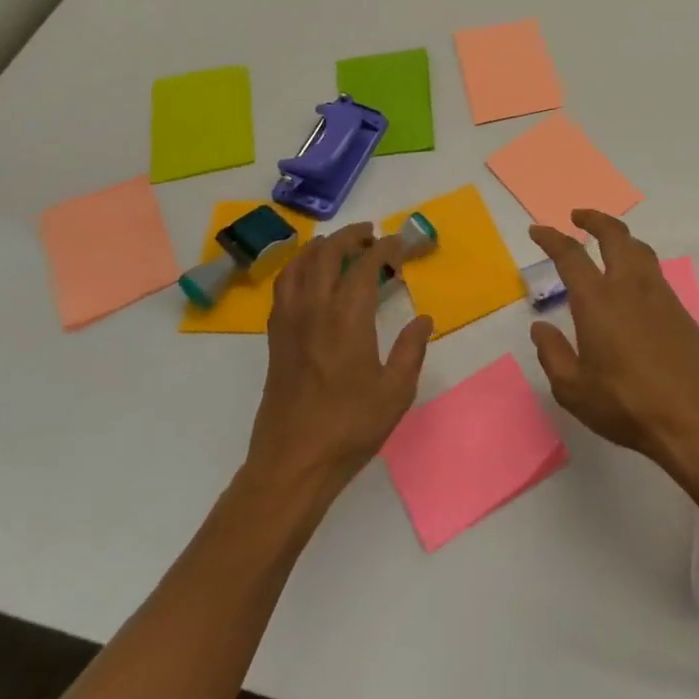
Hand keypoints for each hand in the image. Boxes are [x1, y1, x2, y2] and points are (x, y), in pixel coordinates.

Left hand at [246, 224, 432, 497]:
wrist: (292, 463)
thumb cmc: (349, 427)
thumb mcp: (396, 391)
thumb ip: (411, 350)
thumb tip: (423, 319)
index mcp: (347, 317)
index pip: (367, 264)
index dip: (387, 248)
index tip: (403, 245)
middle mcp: (314, 309)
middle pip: (327, 253)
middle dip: (351, 237)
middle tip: (372, 235)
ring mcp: (289, 321)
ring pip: (299, 264)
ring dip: (320, 247)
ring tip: (338, 245)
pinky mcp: (275, 338)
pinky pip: (284, 286)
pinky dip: (298, 267)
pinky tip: (310, 277)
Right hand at [528, 210, 698, 477]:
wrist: (693, 418)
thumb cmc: (626, 405)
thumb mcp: (573, 389)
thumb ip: (552, 354)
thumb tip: (540, 328)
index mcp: (597, 300)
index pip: (570, 255)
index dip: (551, 238)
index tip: (538, 230)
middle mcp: (629, 286)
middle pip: (614, 235)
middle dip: (594, 219)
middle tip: (578, 217)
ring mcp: (659, 294)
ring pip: (639, 248)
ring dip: (620, 236)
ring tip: (608, 242)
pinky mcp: (679, 309)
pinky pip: (655, 270)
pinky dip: (638, 260)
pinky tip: (633, 281)